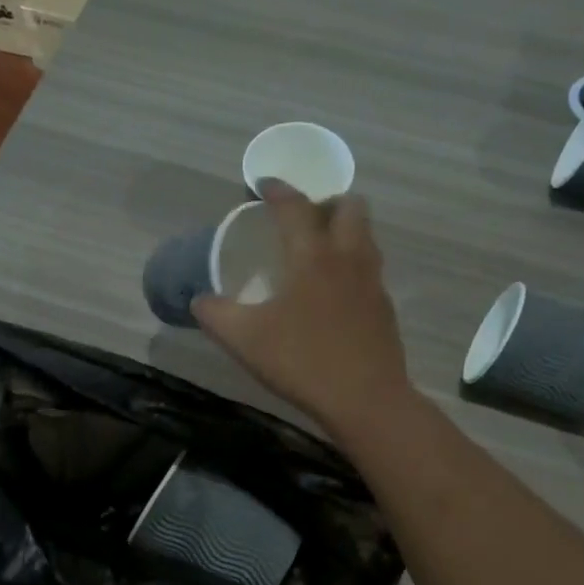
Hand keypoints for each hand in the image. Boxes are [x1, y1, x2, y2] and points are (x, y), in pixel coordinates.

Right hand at [193, 185, 409, 435]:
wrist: (366, 400)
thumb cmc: (302, 361)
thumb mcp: (244, 339)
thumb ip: (215, 314)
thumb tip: (199, 300)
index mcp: (313, 256)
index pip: (296, 207)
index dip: (278, 190)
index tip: (263, 185)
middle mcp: (348, 258)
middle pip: (350, 207)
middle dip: (325, 202)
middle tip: (301, 219)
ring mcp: (372, 282)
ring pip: (365, 236)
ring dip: (344, 230)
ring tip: (317, 250)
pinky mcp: (384, 308)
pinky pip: (369, 268)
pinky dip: (352, 263)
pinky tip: (333, 292)